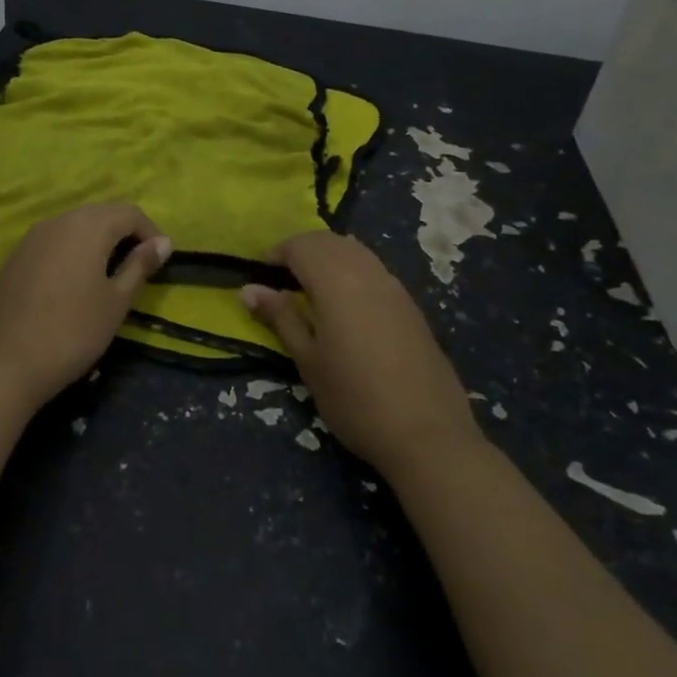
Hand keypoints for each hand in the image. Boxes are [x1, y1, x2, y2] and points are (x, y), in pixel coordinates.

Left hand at [0, 203, 172, 408]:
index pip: (129, 213)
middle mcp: (58, 221)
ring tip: (110, 275)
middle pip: (100, 214)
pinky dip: (72, 252)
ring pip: (74, 226)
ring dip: (97, 242)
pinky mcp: (15, 257)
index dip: (151, 232)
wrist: (4, 364)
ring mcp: (31, 238)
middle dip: (124, 234)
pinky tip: (75, 283)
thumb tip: (163, 242)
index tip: (161, 261)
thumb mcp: (116, 301)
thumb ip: (140, 265)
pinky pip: (53, 242)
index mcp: (87, 226)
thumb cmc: (73, 331)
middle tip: (139, 267)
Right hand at [242, 232, 477, 474]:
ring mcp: (393, 285)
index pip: (300, 245)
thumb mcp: (308, 361)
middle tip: (282, 282)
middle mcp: (366, 271)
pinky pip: (373, 268)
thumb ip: (281, 317)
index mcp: (336, 281)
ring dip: (327, 258)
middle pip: (328, 241)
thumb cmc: (355, 399)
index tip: (262, 279)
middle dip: (301, 251)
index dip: (277, 254)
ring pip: (354, 251)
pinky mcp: (410, 304)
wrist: (428, 434)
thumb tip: (248, 290)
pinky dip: (351, 270)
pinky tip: (346, 305)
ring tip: (311, 291)